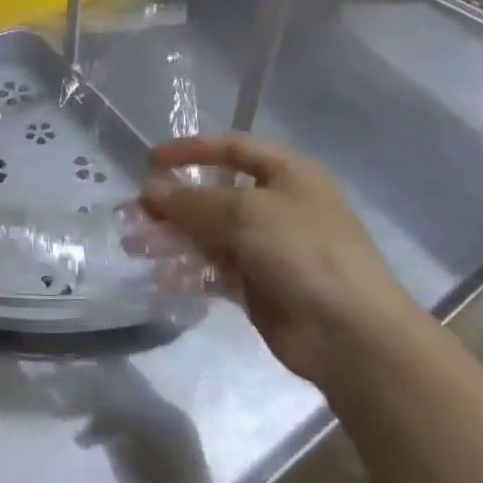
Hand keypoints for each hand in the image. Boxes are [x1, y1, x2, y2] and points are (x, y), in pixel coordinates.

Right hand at [139, 134, 417, 387]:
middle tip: (132, 213)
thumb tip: (149, 192)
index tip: (149, 162)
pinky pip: (214, 271)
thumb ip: (192, 201)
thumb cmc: (303, 252)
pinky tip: (163, 278)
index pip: (232, 148)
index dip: (190, 150)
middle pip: (214, 195)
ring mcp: (268, 248)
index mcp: (287, 174)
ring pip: (208, 235)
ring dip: (171, 238)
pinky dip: (188, 272)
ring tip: (135, 246)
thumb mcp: (245, 213)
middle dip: (172, 204)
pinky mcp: (258, 286)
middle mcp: (277, 206)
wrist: (350, 334)